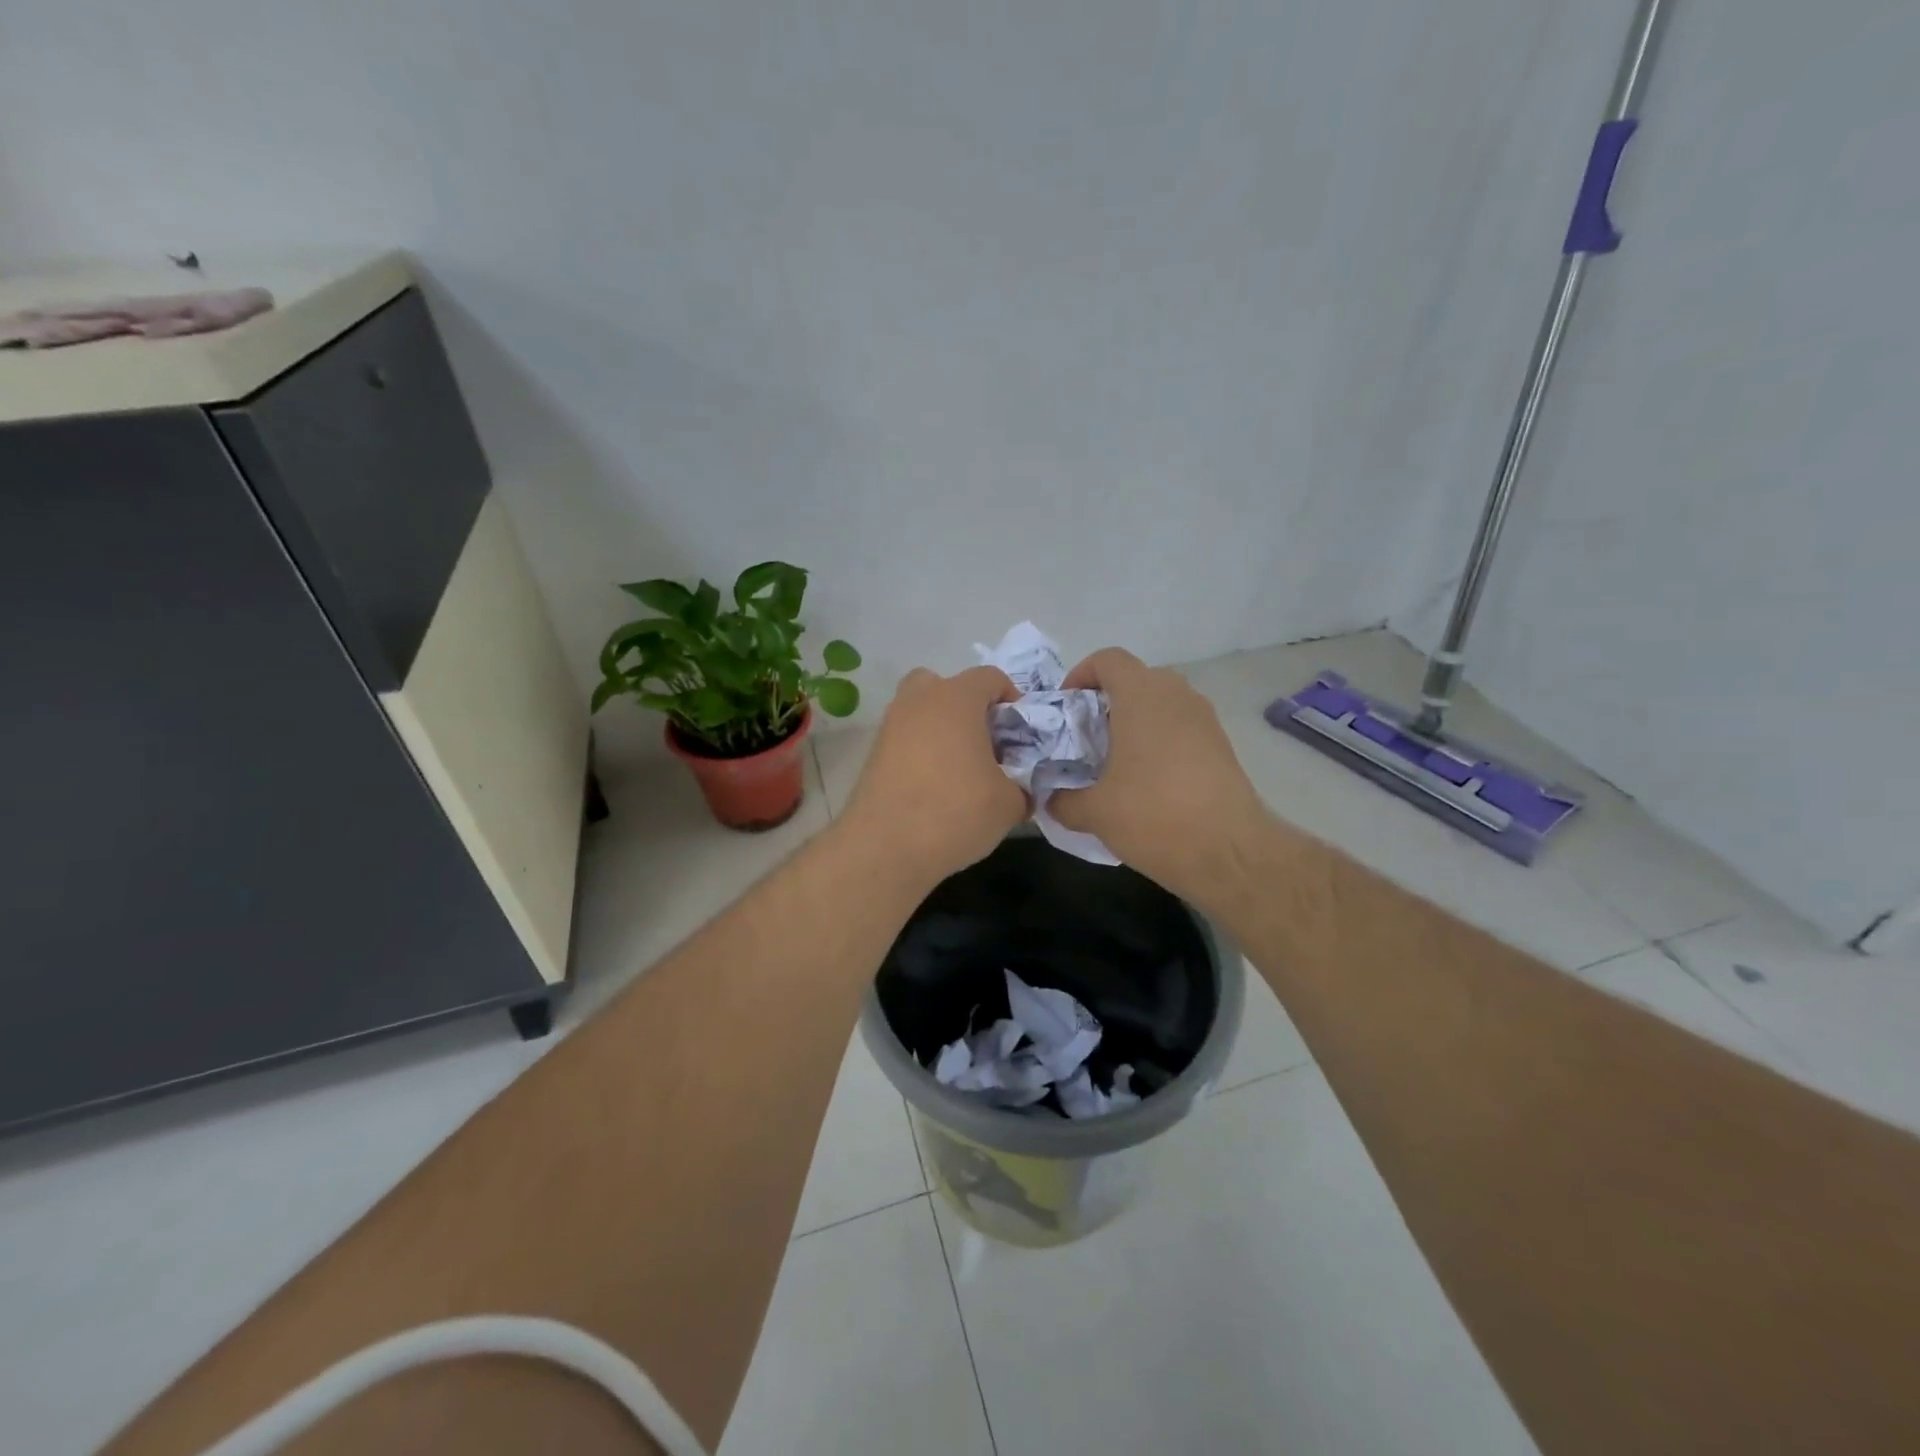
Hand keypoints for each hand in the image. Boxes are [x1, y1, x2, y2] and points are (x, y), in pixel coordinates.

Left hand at [838, 665, 1029, 887]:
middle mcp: (919, 701)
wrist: (886, 847)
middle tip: (984, 741)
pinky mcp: (873, 755)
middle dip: (966, 707)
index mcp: (956, 699)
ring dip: (941, 730)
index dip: (1011, 700)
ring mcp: (890, 726)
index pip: (990, 677)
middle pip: (945, 686)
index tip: (1020, 733)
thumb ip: (1021, 788)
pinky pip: (905, 741)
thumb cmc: (956, 811)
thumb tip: (1020, 792)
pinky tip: (934, 787)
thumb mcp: (1009, 804)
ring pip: (921, 712)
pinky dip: (921, 753)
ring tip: (960, 769)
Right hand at [1048, 648, 1275, 907]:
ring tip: (1115, 763)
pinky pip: (1181, 728)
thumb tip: (1051, 799)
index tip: (1067, 707)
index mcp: (1142, 696)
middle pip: (1135, 680)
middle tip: (1085, 739)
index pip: (1108, 659)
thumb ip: (1063, 799)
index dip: (1081, 675)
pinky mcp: (1222, 745)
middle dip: (1106, 703)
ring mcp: (1205, 719)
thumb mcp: (1094, 812)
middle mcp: (1177, 695)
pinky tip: (1148, 782)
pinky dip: (1160, 742)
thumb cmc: (1154, 816)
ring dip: (1135, 723)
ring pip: (1161, 704)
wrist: (1231, 853)